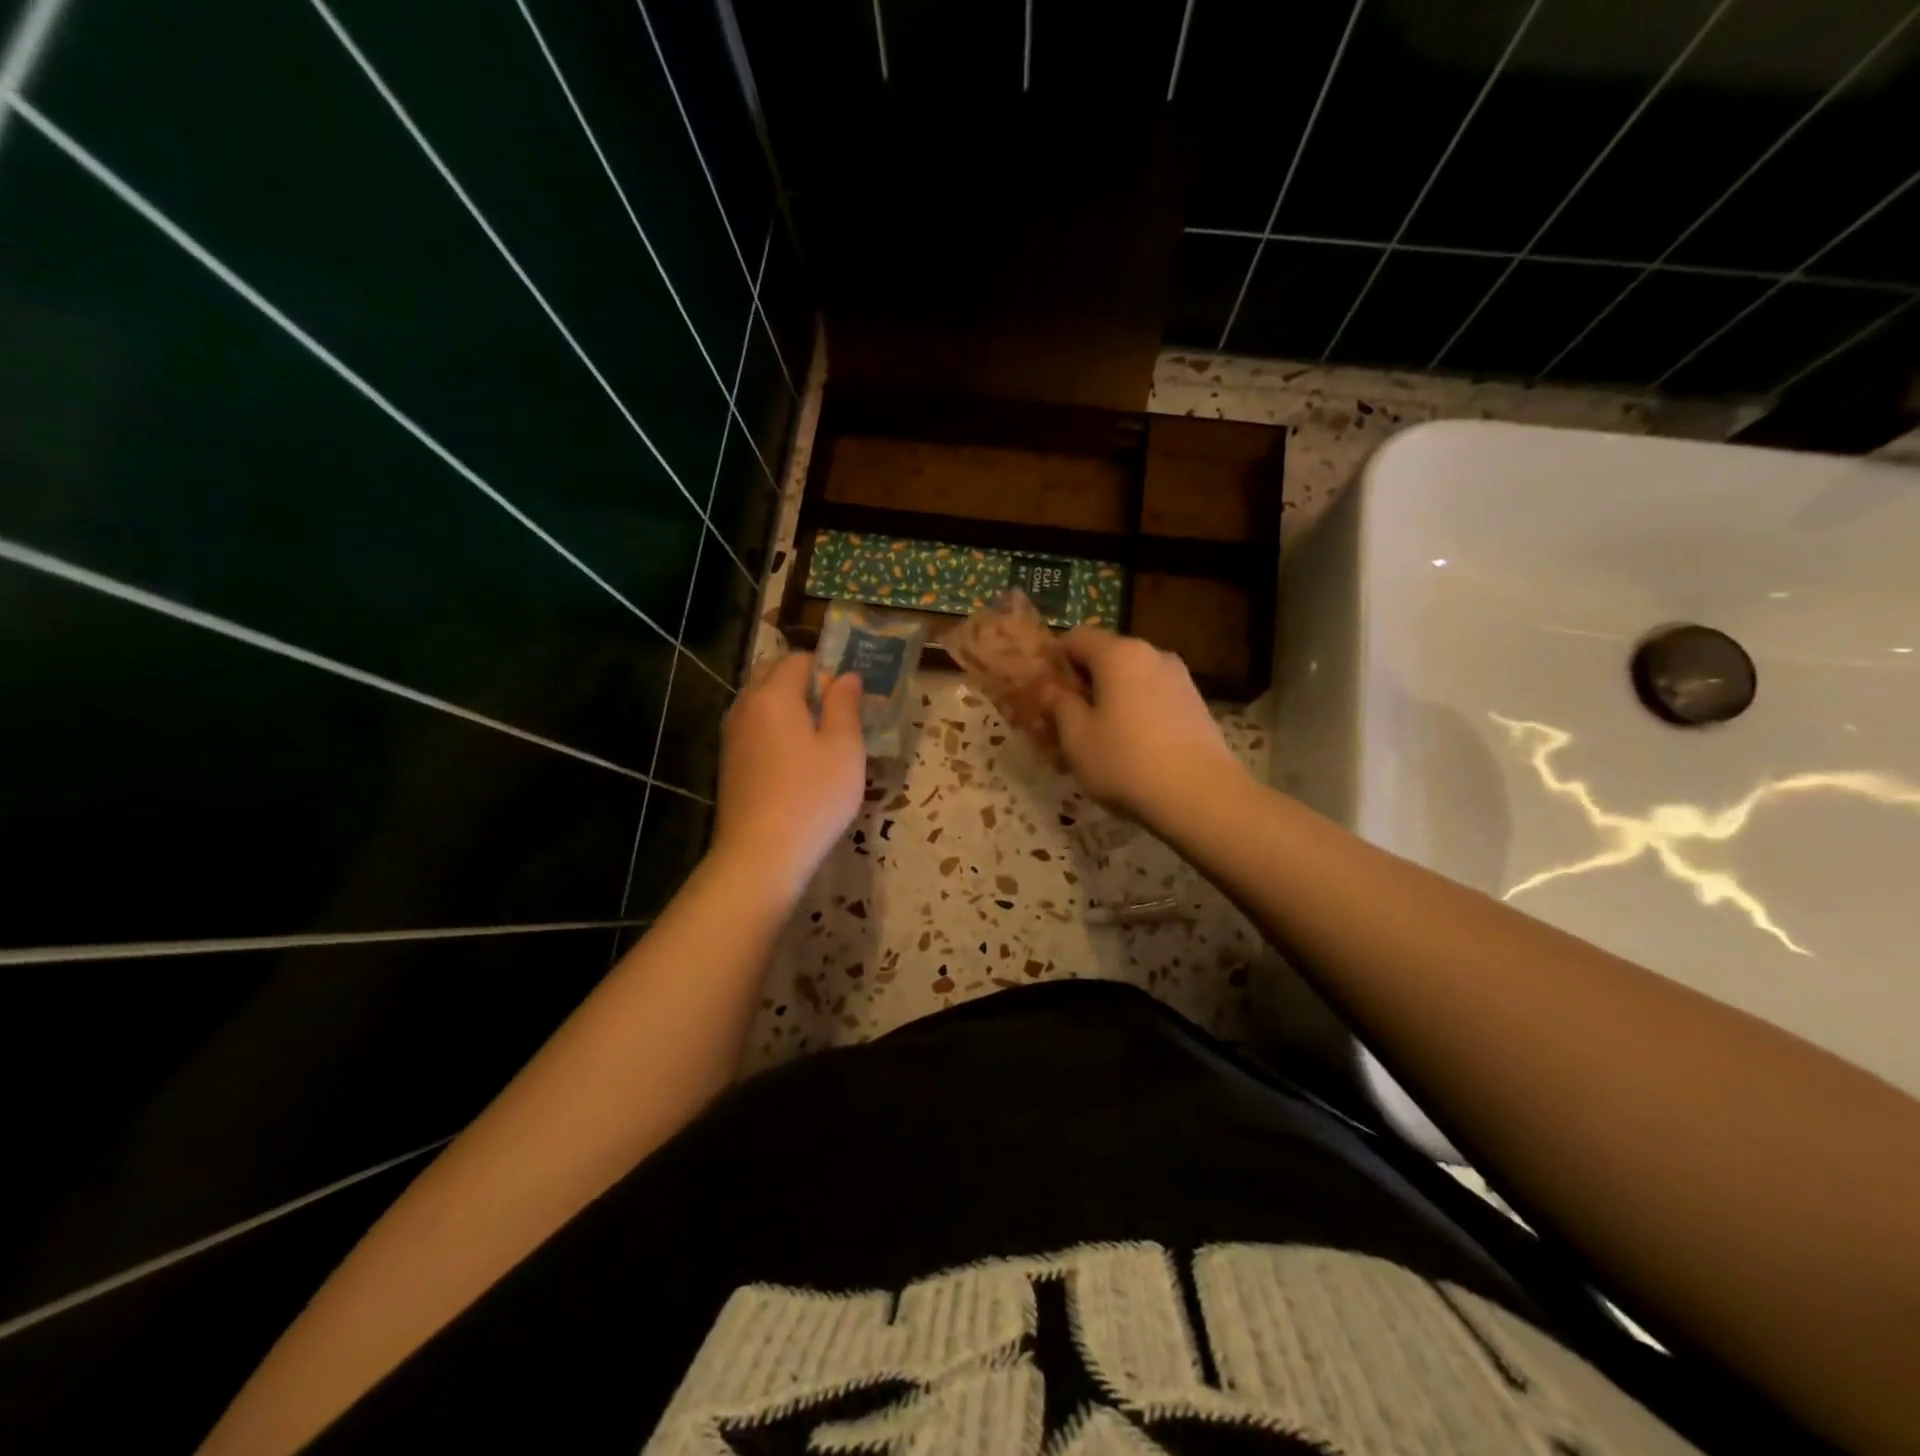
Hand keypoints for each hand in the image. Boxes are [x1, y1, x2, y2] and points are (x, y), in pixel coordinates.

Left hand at [709, 654, 865, 901]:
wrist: (760, 855)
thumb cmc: (812, 796)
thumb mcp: (844, 748)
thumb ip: (845, 704)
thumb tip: (847, 676)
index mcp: (774, 694)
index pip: (799, 659)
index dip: (828, 667)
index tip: (851, 693)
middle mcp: (746, 705)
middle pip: (773, 674)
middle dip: (804, 681)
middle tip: (837, 710)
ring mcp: (732, 734)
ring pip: (761, 701)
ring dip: (788, 705)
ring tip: (820, 734)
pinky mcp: (729, 761)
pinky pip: (755, 726)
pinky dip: (775, 728)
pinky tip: (797, 758)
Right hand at [1042, 627, 1243, 823]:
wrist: (1201, 796)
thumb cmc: (1126, 762)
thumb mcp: (1076, 738)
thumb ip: (1059, 705)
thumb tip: (1052, 689)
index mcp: (1119, 654)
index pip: (1077, 636)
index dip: (1054, 658)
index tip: (1042, 688)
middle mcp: (1152, 654)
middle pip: (1107, 656)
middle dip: (1083, 681)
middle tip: (1065, 717)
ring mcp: (1180, 678)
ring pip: (1132, 678)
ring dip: (1111, 697)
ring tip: (1098, 735)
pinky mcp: (1196, 704)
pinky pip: (1153, 697)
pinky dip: (1136, 710)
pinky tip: (1131, 746)